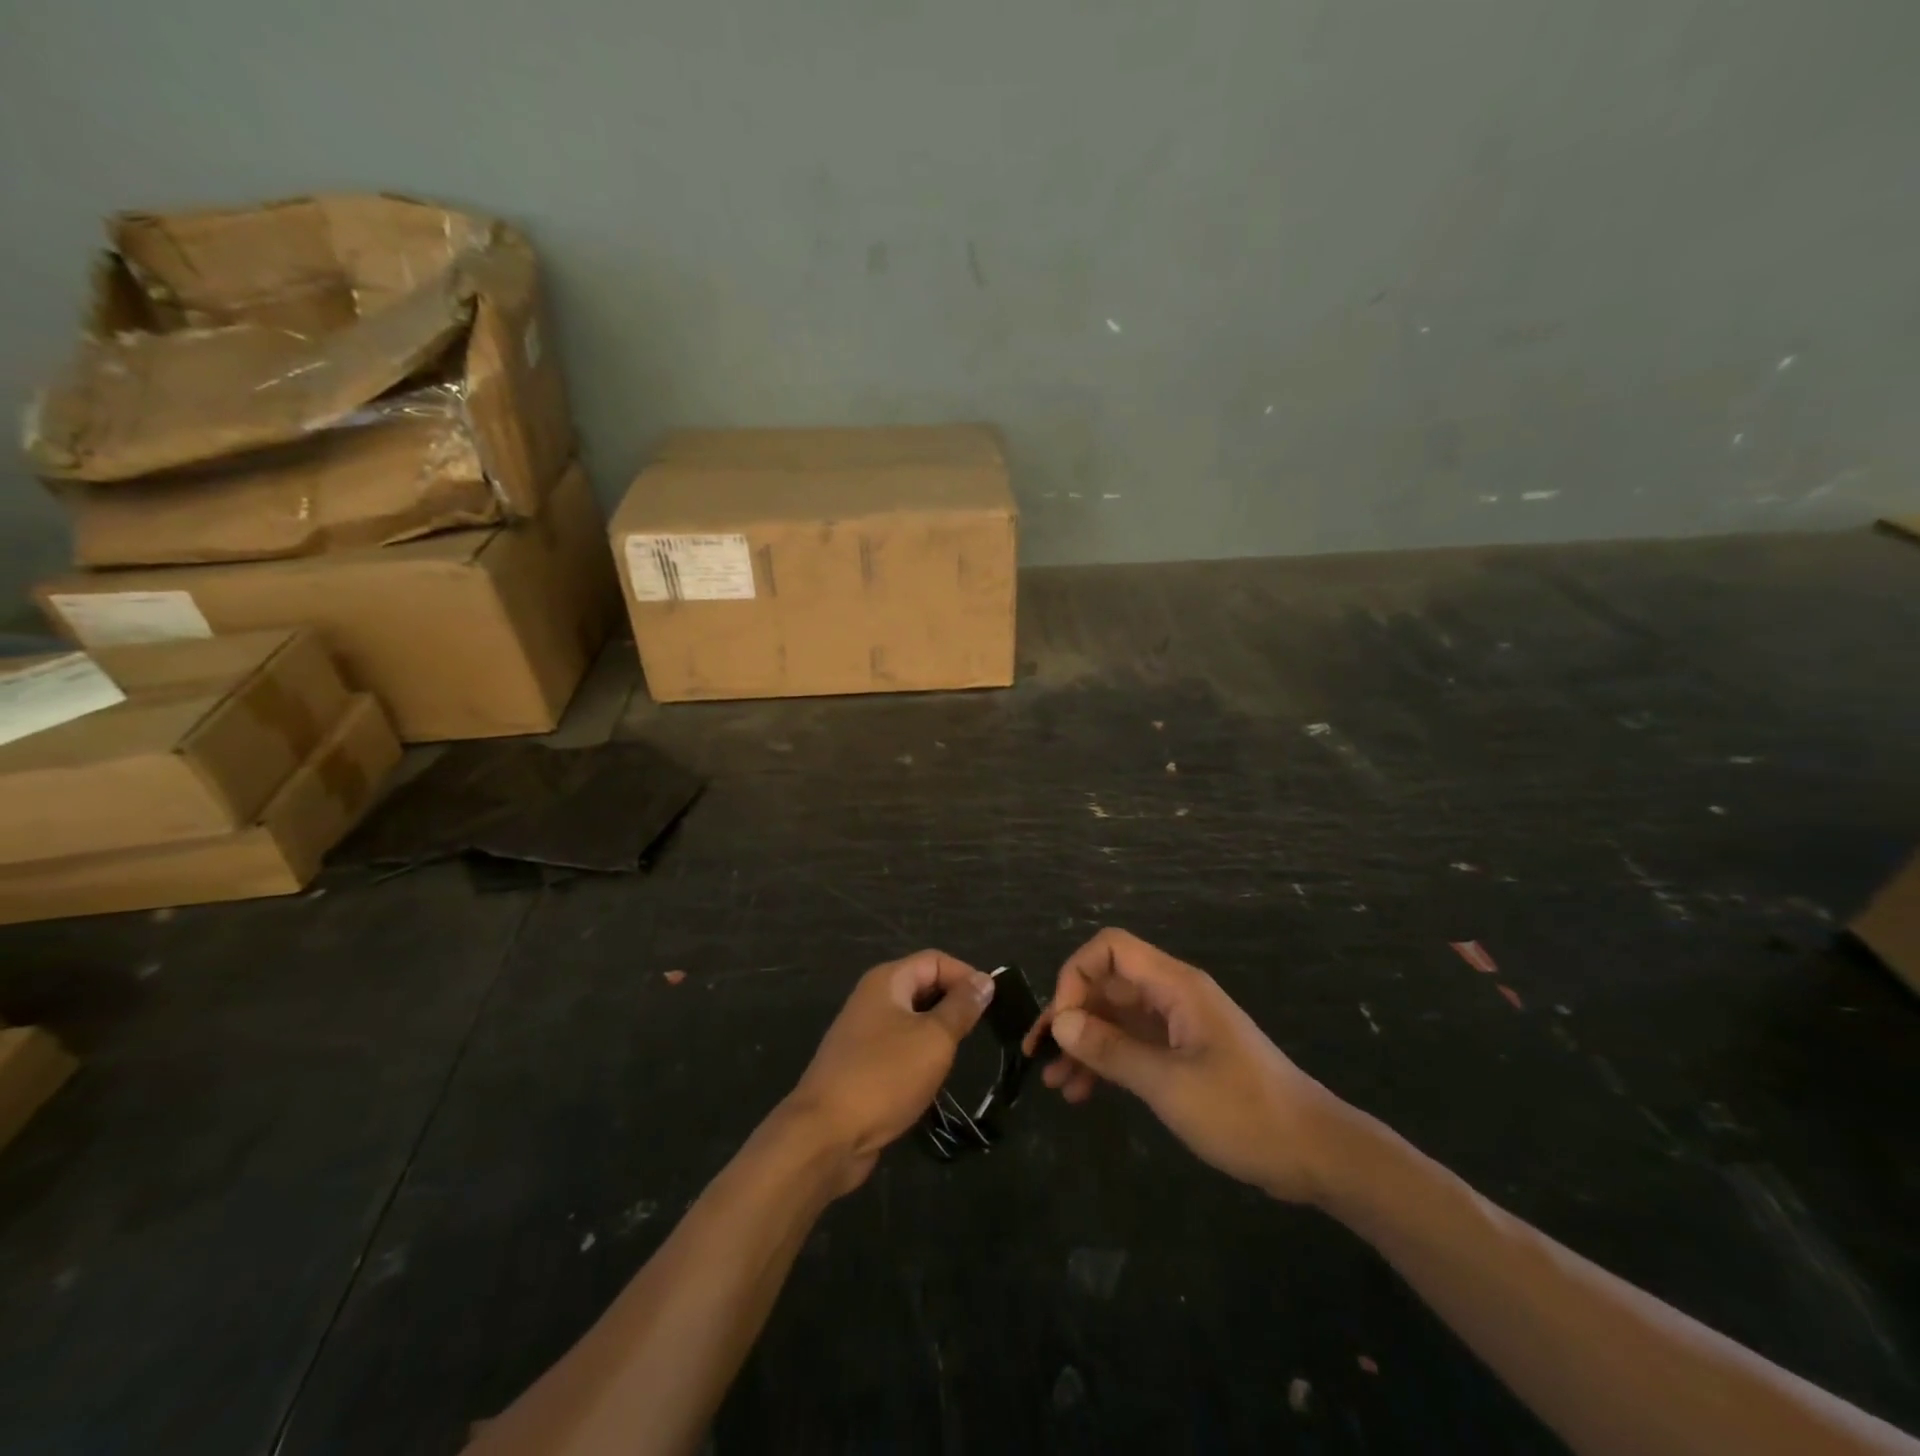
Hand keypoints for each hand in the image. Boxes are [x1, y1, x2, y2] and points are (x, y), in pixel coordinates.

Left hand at [786, 950, 994, 1193]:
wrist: (826, 1135)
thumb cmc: (885, 1077)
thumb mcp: (934, 1038)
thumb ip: (961, 1007)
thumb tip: (984, 980)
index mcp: (887, 981)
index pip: (935, 960)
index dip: (966, 976)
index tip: (993, 1004)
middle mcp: (872, 999)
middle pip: (923, 986)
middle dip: (953, 1003)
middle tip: (981, 1031)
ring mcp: (864, 1033)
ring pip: (912, 1019)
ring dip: (938, 1033)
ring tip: (961, 1054)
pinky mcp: (862, 1065)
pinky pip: (900, 1047)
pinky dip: (920, 1056)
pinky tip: (933, 1078)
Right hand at [1026, 928, 1346, 1203]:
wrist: (1315, 1153)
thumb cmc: (1243, 1112)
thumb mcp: (1168, 1084)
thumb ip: (1111, 1050)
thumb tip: (1058, 1023)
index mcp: (1175, 986)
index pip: (1110, 949)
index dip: (1075, 976)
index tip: (1060, 1023)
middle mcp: (1173, 996)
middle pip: (1107, 985)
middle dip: (1070, 1016)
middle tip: (1040, 1056)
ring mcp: (1179, 1026)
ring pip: (1116, 1018)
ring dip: (1084, 1044)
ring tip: (1056, 1083)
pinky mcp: (1184, 1055)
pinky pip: (1133, 1045)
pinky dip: (1107, 1062)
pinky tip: (1084, 1093)